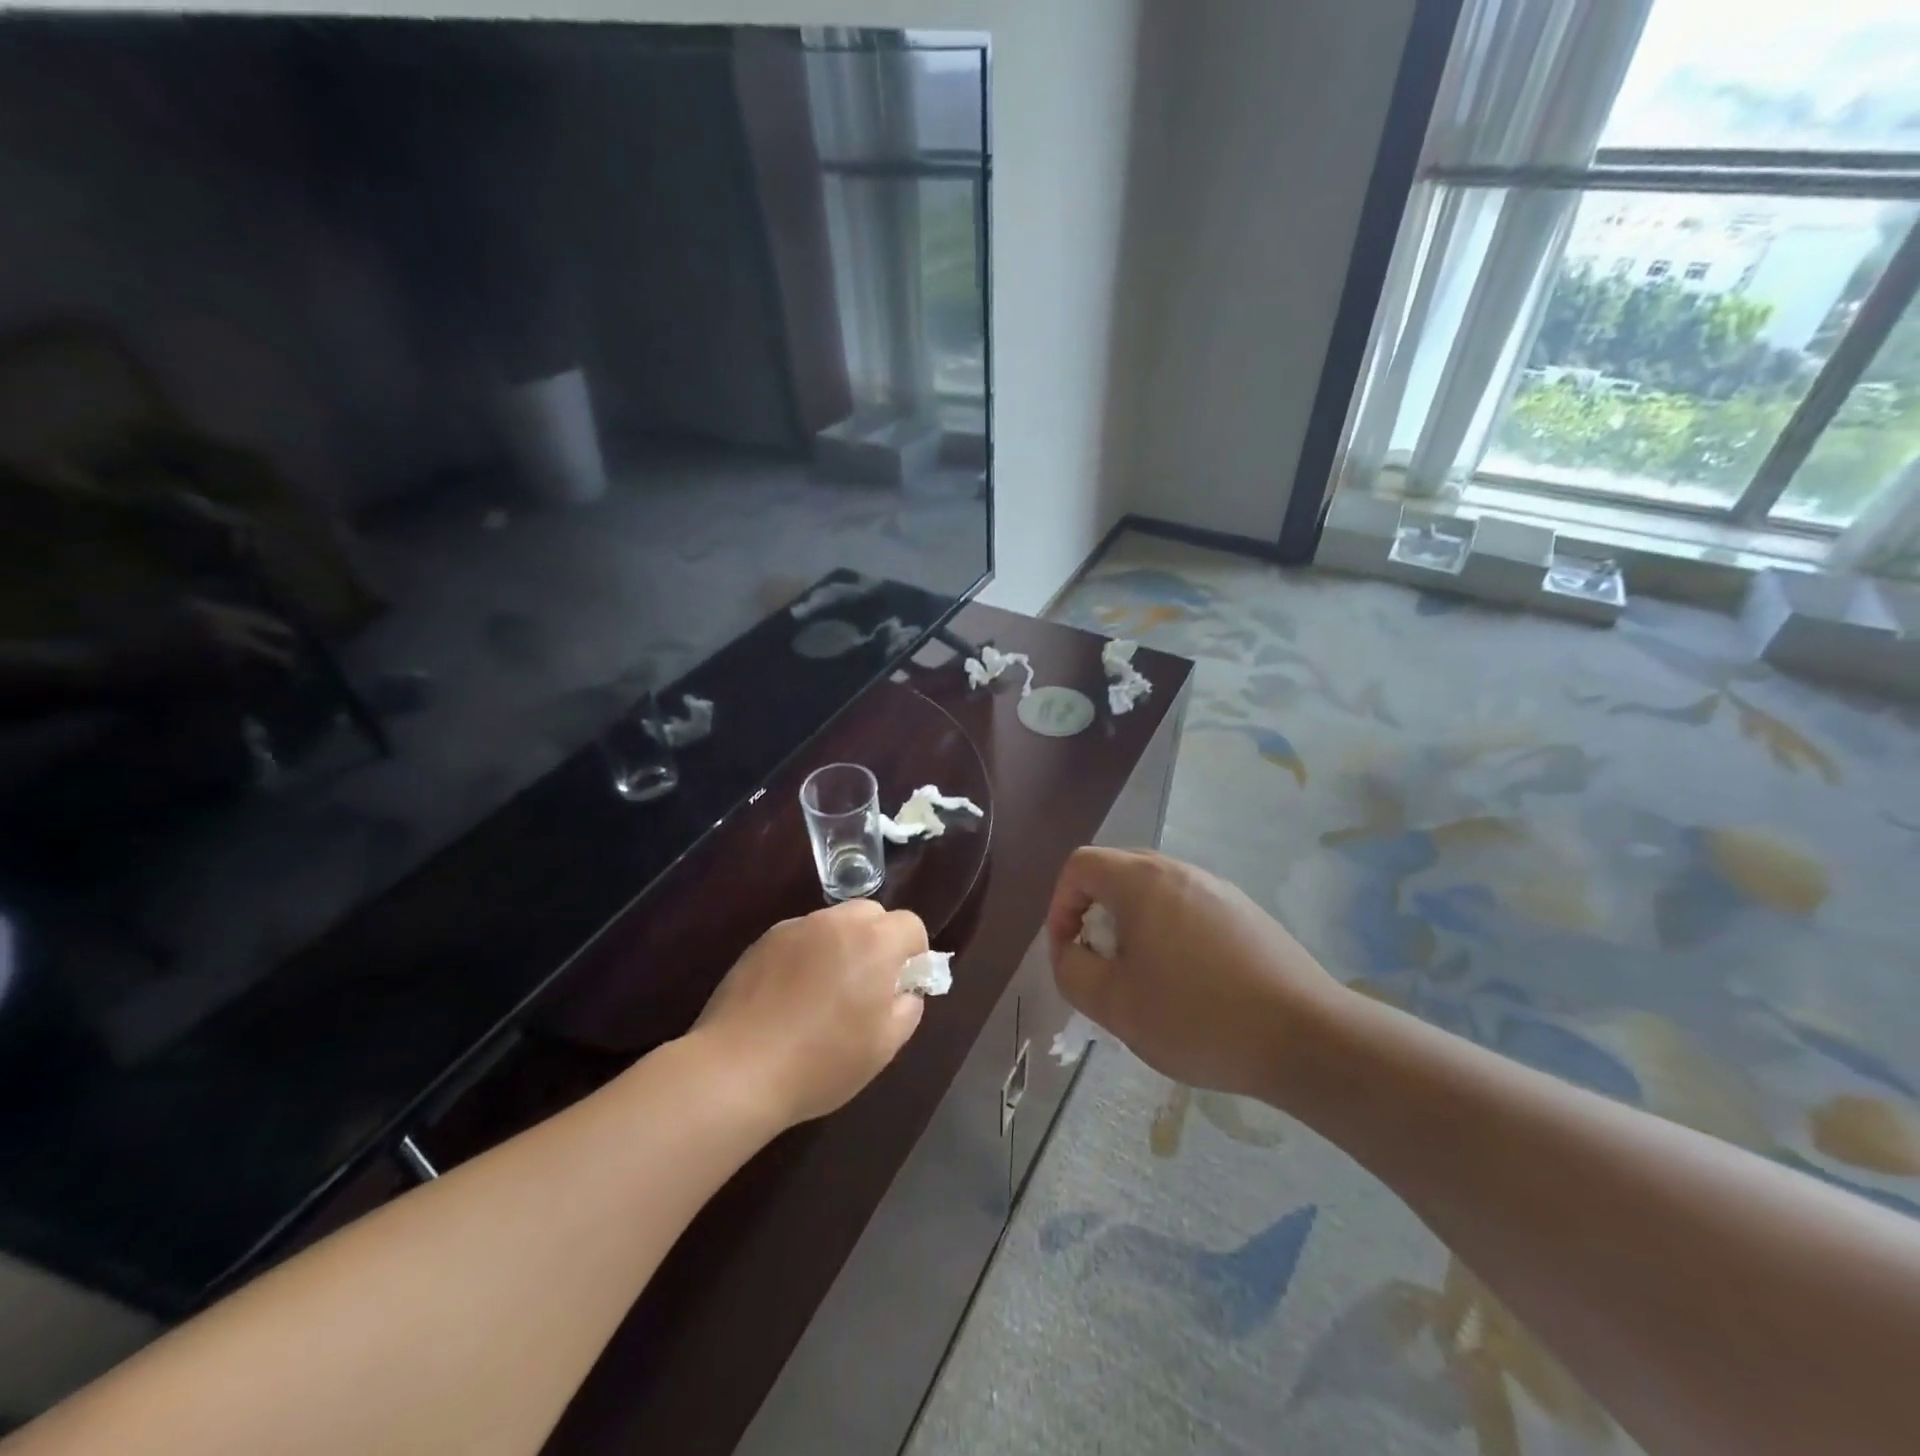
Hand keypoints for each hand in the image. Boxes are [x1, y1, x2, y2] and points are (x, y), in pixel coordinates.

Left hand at [692, 900, 927, 1127]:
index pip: (910, 925)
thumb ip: (908, 1007)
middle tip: (866, 985)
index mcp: (874, 942)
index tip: (900, 986)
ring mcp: (795, 928)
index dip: (914, 953)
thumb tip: (905, 989)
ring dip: (841, 946)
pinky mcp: (763, 941)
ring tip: (824, 993)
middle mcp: (836, 922)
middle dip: (878, 940)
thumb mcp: (884, 1046)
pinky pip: (800, 937)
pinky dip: (806, 955)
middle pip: (871, 914)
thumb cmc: (822, 1062)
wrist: (737, 1070)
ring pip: (833, 923)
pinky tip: (790, 996)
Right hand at [1046, 848, 1336, 1101]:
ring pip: (1153, 890)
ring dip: (1131, 923)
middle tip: (1100, 962)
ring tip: (1142, 976)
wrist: (1307, 1038)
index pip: (1080, 866)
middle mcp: (1179, 871)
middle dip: (1093, 912)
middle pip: (1116, 871)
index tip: (1068, 952)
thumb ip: (1072, 971)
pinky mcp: (1246, 912)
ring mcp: (1218, 888)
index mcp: (1142, 881)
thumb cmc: (1198, 1018)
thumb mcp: (1114, 1005)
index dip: (1060, 905)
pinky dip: (1168, 930)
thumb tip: (1069, 950)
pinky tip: (1188, 981)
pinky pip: (1188, 906)